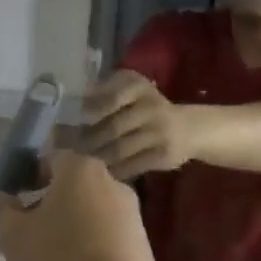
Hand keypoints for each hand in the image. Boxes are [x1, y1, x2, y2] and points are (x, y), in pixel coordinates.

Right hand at [0, 151, 165, 260]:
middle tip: (25, 235)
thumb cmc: (59, 260)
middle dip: (48, 207)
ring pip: (91, 214)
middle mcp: (112, 182)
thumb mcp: (14, 235)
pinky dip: (90, 249)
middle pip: (72, 188)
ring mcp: (132, 215)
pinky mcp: (143, 246)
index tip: (12, 203)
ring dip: (69, 229)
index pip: (50, 160)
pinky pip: (108, 239)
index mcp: (80, 170)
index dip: (28, 178)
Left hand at [83, 71, 197, 178]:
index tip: (78, 121)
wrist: (188, 128)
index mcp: (140, 88)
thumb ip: (107, 91)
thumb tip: (79, 101)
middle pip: (113, 126)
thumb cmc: (149, 108)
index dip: (93, 110)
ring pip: (120, 148)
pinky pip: (132, 165)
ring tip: (84, 162)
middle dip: (90, 139)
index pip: (113, 97)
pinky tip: (105, 172)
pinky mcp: (163, 155)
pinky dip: (116, 170)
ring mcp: (159, 132)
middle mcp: (151, 108)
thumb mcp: (132, 91)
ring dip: (99, 156)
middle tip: (73, 148)